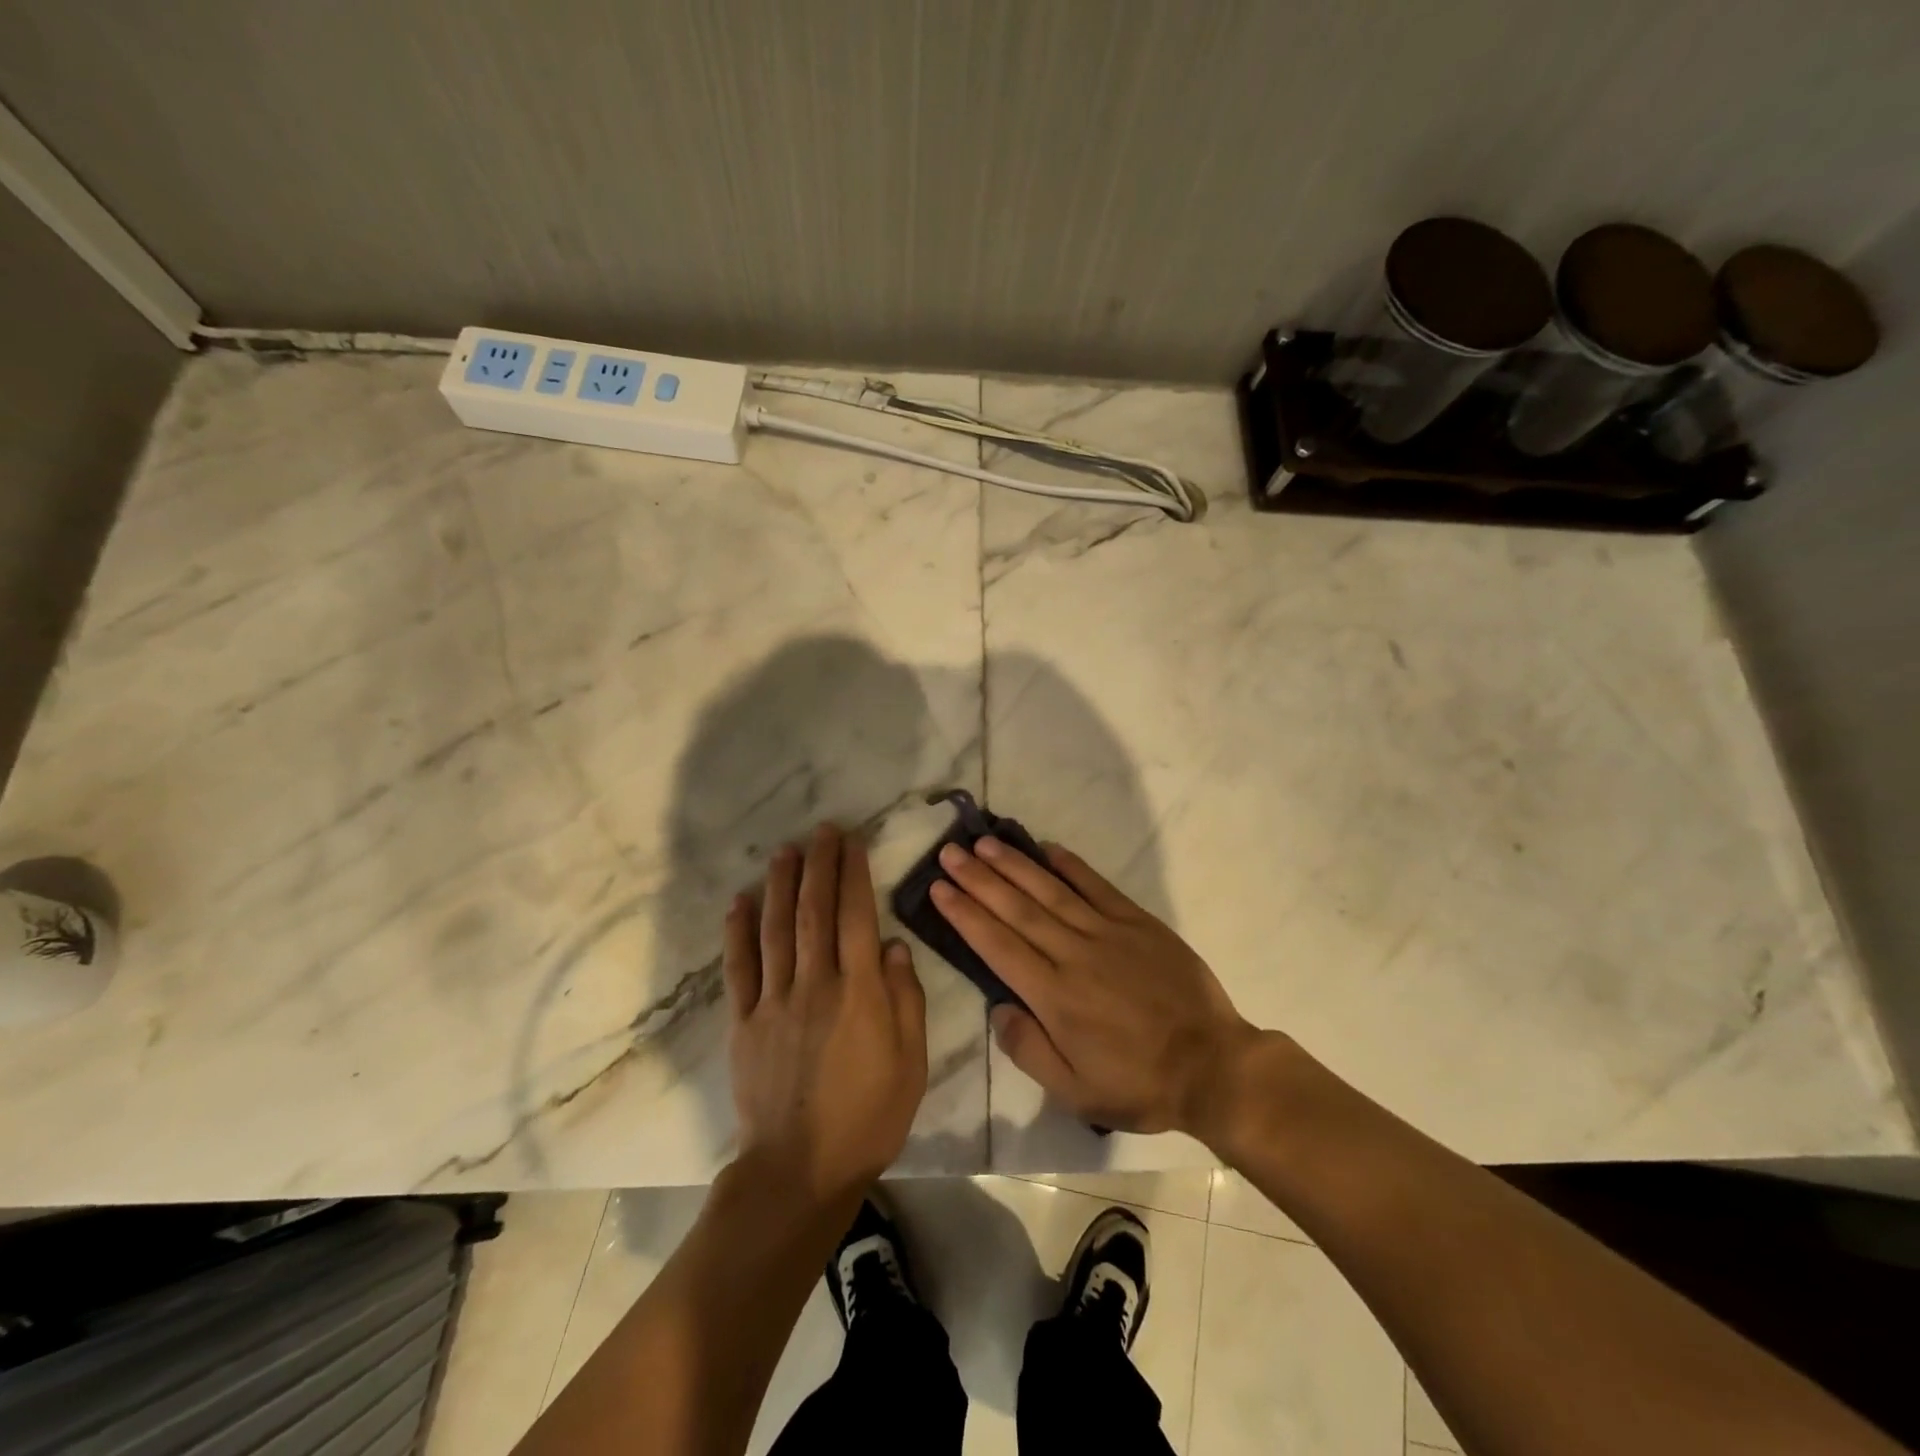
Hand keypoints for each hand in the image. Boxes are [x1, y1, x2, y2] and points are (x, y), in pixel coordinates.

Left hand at [724, 824, 927, 1208]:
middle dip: (818, 865)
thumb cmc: (868, 1116)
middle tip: (821, 831)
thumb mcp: (911, 1062)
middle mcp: (815, 984)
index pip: (857, 916)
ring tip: (785, 851)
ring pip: (775, 929)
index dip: (854, 874)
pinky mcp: (744, 1023)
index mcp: (859, 992)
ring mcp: (774, 1001)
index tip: (853, 842)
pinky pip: (739, 968)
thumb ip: (906, 999)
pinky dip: (738, 932)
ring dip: (780, 885)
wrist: (801, 1170)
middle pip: (814, 911)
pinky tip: (739, 902)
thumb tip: (894, 946)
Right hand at [931, 837, 1259, 1136]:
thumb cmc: (1139, 1083)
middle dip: (978, 879)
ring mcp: (1108, 933)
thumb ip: (1028, 1050)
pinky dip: (1071, 866)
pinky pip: (1098, 886)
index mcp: (1054, 997)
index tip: (939, 889)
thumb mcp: (1075, 1091)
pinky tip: (1047, 848)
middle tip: (949, 853)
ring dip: (1015, 865)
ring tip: (984, 843)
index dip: (966, 914)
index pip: (998, 946)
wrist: (1213, 1066)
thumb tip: (998, 1008)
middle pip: (1017, 909)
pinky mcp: (1138, 922)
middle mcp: (1074, 955)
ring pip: (1051, 891)